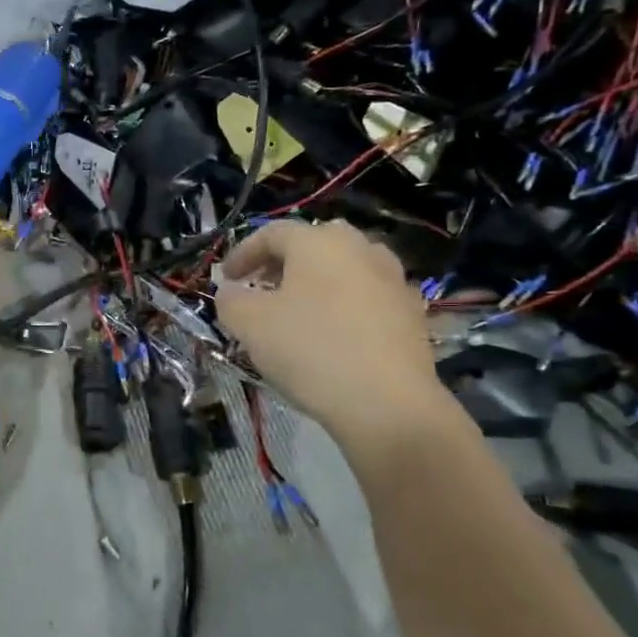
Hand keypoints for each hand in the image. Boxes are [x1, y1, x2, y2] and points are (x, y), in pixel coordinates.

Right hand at [214, 220, 450, 455]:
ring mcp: (393, 280)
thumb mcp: (249, 324)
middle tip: (262, 288)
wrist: (387, 403)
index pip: (272, 233)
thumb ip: (230, 300)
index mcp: (319, 242)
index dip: (242, 253)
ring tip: (297, 312)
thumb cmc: (309, 351)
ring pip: (345, 269)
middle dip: (282, 263)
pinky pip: (367, 297)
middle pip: (314, 244)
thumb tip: (232, 292)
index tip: (225, 279)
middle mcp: (360, 249)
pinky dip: (344, 305)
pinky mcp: (411, 313)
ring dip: (316, 283)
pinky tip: (333, 335)